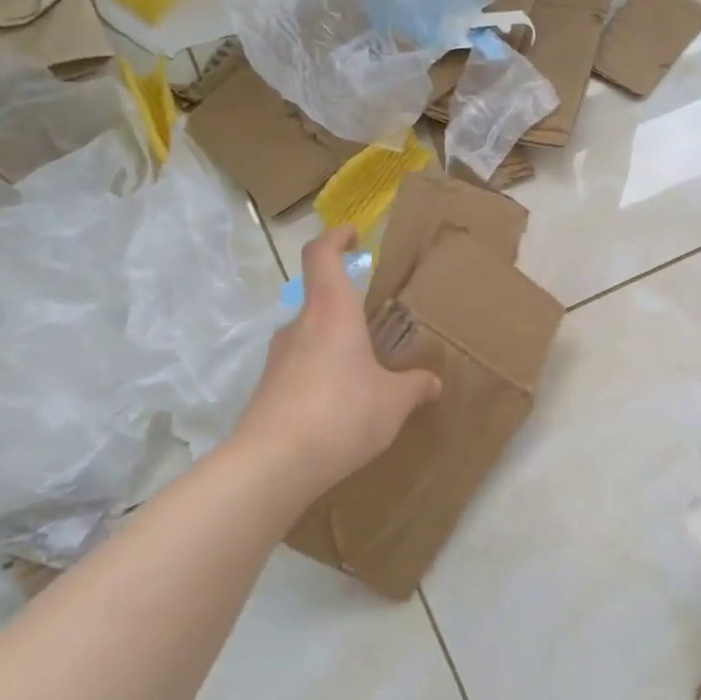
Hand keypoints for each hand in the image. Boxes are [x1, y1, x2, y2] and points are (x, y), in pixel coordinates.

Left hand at [236, 227, 440, 495]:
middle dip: (348, 308)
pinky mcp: (268, 390)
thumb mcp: (393, 401)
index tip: (353, 235)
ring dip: (336, 346)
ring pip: (311, 338)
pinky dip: (323, 376)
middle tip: (377, 327)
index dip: (336, 238)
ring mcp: (278, 359)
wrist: (274, 464)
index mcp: (331, 313)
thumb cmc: (342, 414)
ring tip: (366, 374)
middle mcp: (300, 327)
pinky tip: (342, 407)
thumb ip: (415, 386)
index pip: (322, 256)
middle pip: (319, 300)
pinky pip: (301, 369)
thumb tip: (432, 382)